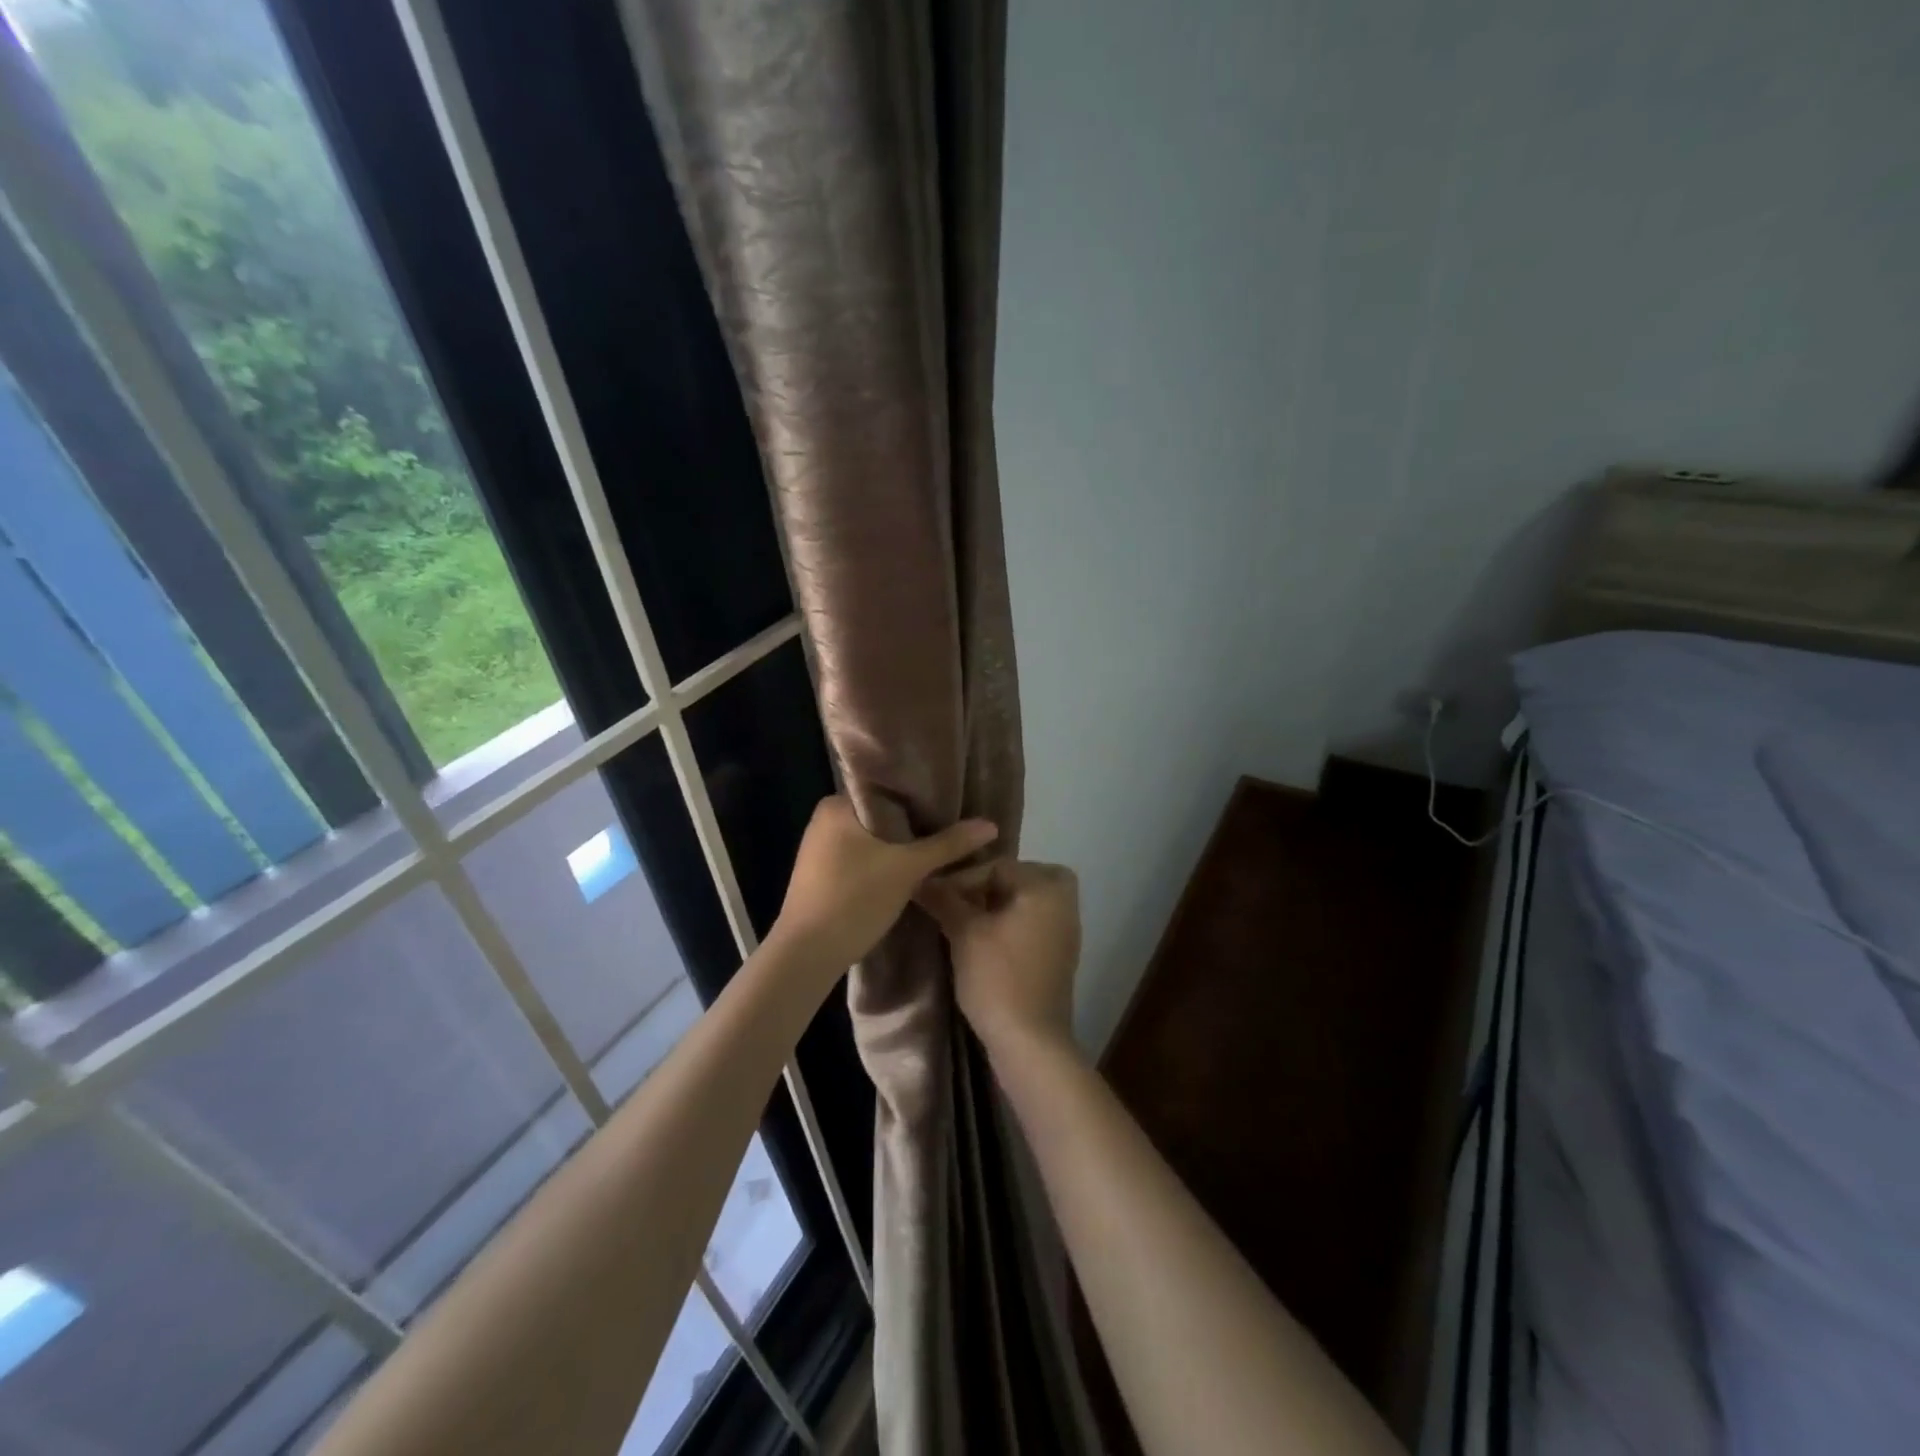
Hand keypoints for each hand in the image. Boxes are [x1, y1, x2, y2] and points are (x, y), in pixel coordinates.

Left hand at [775, 797, 998, 972]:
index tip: (954, 800)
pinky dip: (886, 862)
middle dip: (915, 822)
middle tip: (955, 824)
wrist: (806, 955)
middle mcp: (825, 820)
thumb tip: (991, 825)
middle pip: (882, 814)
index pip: (886, 788)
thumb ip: (948, 844)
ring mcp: (821, 850)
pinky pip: (863, 858)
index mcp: (836, 804)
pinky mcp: (823, 876)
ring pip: (874, 839)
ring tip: (941, 845)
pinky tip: (911, 869)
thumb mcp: (906, 869)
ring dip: (902, 845)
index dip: (921, 794)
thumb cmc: (853, 899)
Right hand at [917, 860, 1080, 1056]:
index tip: (935, 896)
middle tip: (957, 901)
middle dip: (987, 885)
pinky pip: (1033, 923)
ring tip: (965, 921)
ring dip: (998, 905)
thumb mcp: (964, 933)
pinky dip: (1011, 924)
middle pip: (1019, 877)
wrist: (1030, 1042)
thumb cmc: (998, 978)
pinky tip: (984, 942)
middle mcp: (1064, 903)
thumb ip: (945, 899)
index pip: (997, 866)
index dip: (962, 879)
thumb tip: (922, 878)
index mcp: (1046, 888)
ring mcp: (1066, 931)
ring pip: (1027, 901)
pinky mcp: (1060, 955)